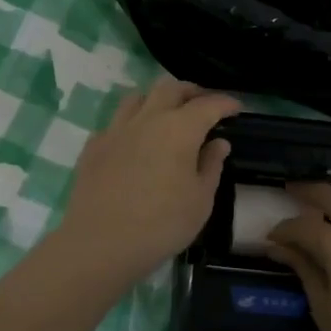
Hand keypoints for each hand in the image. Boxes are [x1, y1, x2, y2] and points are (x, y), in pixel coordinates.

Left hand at [53, 78, 240, 287]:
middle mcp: (148, 119)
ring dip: (157, 99)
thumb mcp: (200, 200)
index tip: (236, 108)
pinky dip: (131, 123)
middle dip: (191, 91)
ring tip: (166, 113)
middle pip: (170, 88)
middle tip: (202, 103)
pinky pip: (116, 122)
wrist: (100, 243)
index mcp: (179, 129)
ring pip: (138, 97)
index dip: (224, 103)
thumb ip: (211, 165)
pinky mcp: (94, 145)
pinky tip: (134, 140)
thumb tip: (218, 142)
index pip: (208, 105)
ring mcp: (116, 129)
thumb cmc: (161, 224)